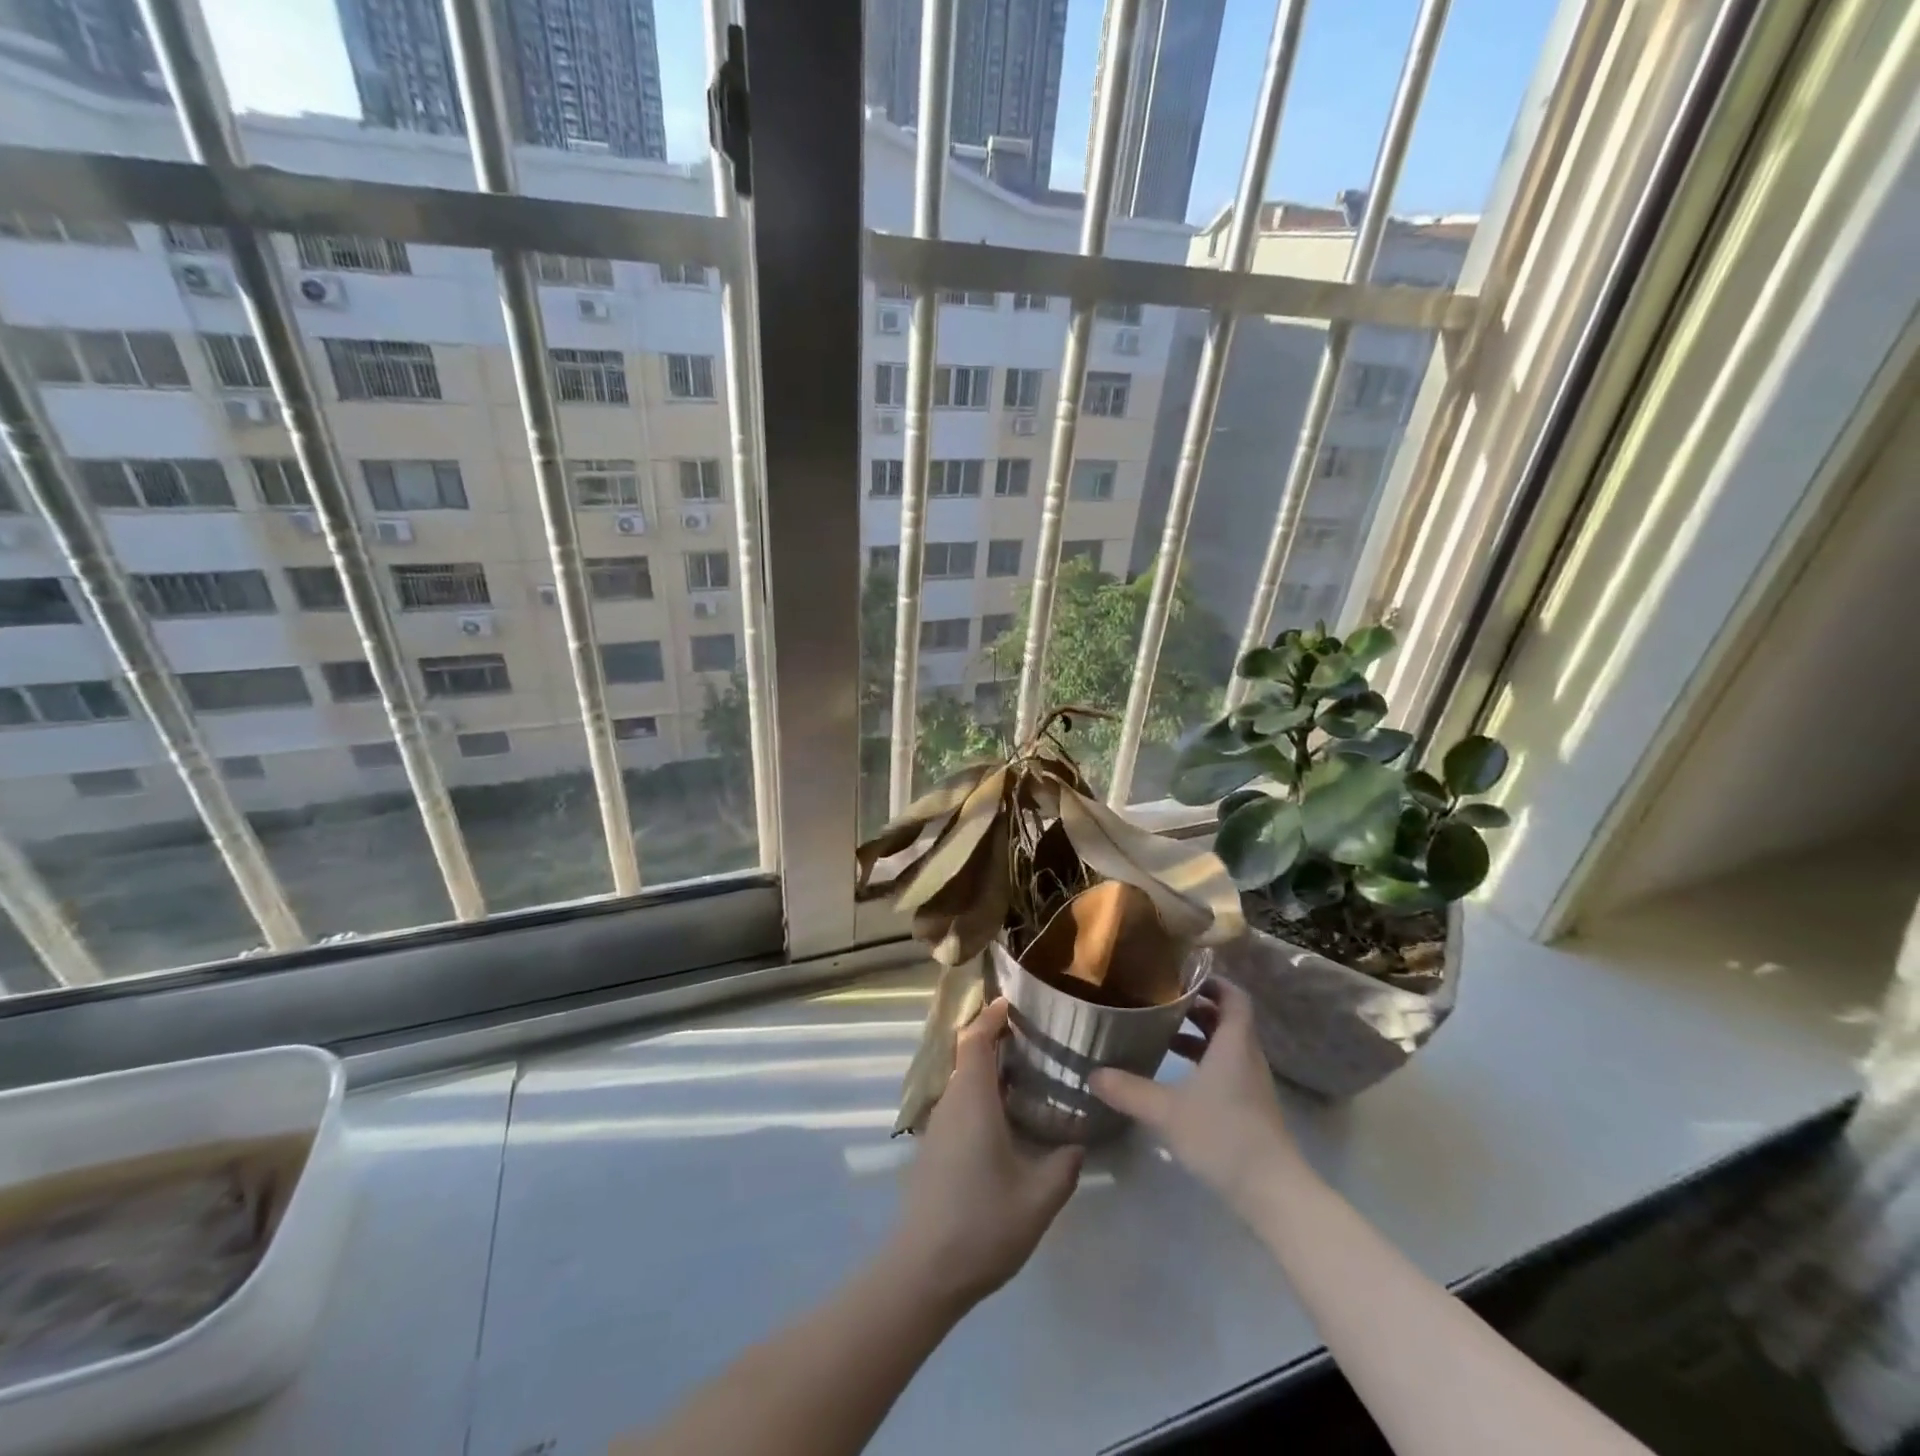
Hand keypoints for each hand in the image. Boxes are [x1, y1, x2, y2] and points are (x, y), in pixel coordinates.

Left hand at [885, 999, 1082, 1310]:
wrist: (923, 1272)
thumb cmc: (982, 1226)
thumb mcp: (1038, 1200)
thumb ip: (1063, 1167)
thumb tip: (1078, 1144)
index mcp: (973, 1101)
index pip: (976, 1040)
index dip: (991, 1016)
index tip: (1013, 1003)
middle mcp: (951, 1103)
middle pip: (968, 1055)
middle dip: (995, 1040)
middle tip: (1033, 1039)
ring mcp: (938, 1126)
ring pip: (962, 1081)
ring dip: (988, 1069)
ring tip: (1026, 1075)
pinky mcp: (934, 1148)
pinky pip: (958, 1103)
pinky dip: (981, 1094)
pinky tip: (1005, 1119)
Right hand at [1090, 978, 1307, 1218]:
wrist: (1273, 1193)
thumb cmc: (1224, 1135)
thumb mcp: (1167, 1110)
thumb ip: (1129, 1090)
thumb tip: (1093, 1073)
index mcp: (1234, 1043)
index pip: (1234, 996)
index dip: (1212, 981)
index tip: (1181, 975)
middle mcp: (1247, 1057)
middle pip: (1227, 1019)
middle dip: (1196, 1007)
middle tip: (1160, 1001)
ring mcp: (1251, 1085)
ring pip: (1225, 1047)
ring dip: (1198, 1037)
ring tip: (1161, 1035)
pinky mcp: (1249, 1109)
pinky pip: (1226, 1071)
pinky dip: (1202, 1064)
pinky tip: (1175, 1080)